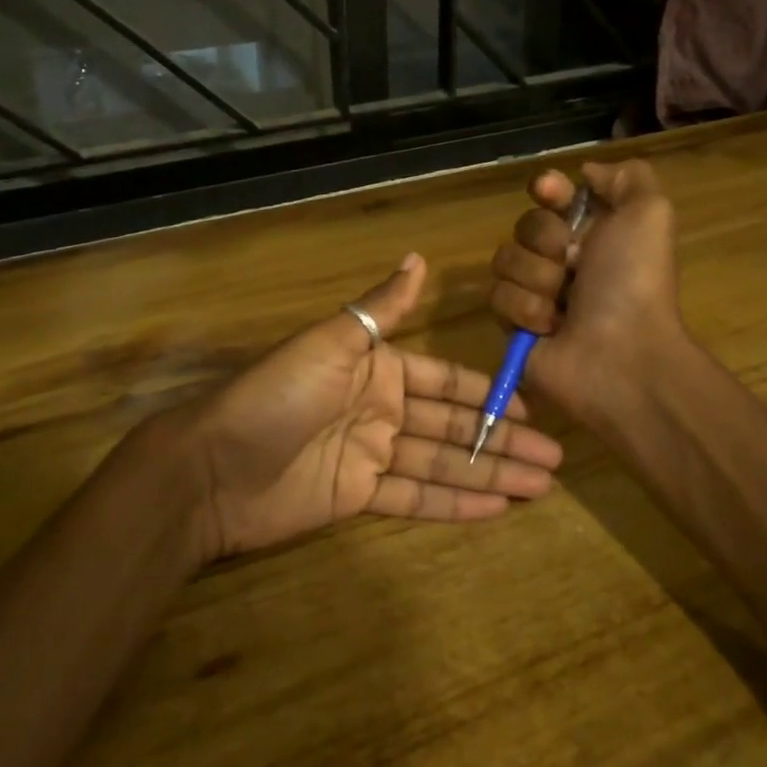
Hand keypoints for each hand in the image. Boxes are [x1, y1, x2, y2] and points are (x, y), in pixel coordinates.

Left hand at [182, 254, 564, 558]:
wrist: (213, 467)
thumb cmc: (277, 396)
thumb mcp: (331, 342)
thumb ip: (381, 309)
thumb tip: (419, 257)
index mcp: (376, 368)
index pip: (444, 380)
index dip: (486, 393)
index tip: (530, 407)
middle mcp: (379, 409)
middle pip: (452, 426)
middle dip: (501, 440)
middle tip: (554, 459)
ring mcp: (370, 455)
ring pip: (441, 464)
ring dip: (489, 474)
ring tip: (541, 485)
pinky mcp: (358, 497)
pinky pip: (415, 498)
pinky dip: (455, 504)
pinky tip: (496, 508)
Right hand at [488, 160, 685, 429]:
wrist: (621, 354)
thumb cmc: (633, 282)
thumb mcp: (649, 213)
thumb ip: (626, 177)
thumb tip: (584, 172)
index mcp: (594, 231)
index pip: (552, 193)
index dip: (548, 188)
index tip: (550, 191)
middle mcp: (563, 258)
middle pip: (525, 224)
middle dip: (547, 241)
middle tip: (575, 265)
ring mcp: (536, 291)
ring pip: (505, 259)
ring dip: (538, 279)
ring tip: (565, 305)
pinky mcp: (513, 324)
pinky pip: (497, 297)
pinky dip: (526, 310)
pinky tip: (551, 328)